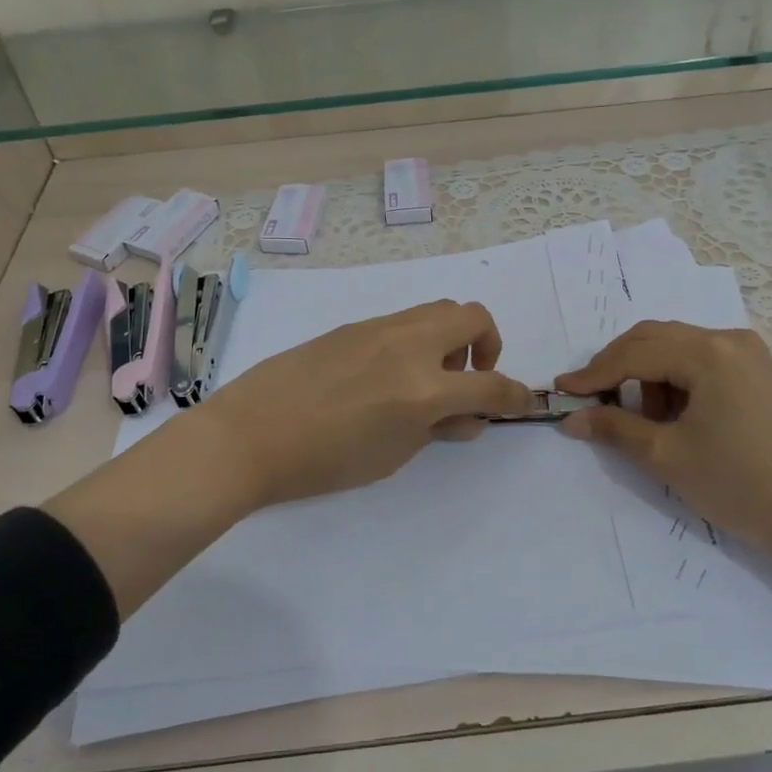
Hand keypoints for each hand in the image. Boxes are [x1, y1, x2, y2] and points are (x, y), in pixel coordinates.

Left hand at [47, 301, 531, 612]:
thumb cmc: (324, 461)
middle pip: (472, 316)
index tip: (521, 404)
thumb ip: (438, 429)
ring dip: (451, 337)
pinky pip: (403, 320)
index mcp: (424, 388)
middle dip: (487, 346)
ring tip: (429, 377)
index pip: (491, 386)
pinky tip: (390, 373)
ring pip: (437, 309)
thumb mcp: (393, 455)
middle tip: (468, 380)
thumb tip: (469, 417)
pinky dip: (418, 339)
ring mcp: (379, 328)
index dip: (515, 396)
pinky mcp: (354, 325)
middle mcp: (409, 345)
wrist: (251, 434)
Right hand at [555, 321, 771, 547]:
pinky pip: (699, 357)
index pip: (635, 354)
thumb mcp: (665, 455)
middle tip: (591, 398)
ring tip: (646, 419)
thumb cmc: (735, 484)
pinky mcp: (755, 367)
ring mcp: (746, 351)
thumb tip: (571, 418)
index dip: (594, 373)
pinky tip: (674, 413)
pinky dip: (675, 377)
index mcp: (708, 354)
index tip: (563, 390)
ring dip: (647, 372)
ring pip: (675, 345)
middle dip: (617, 366)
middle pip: (653, 337)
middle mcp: (727, 339)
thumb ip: (613, 427)